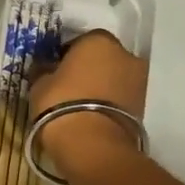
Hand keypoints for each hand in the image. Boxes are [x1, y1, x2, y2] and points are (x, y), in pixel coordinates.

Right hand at [28, 30, 148, 177]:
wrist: (92, 144)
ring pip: (114, 78)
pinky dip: (109, 102)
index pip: (80, 41)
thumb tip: (45, 68)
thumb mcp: (40, 85)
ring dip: (101, 86)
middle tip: (68, 86)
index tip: (55, 70)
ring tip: (80, 105)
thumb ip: (45, 71)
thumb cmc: (60, 103)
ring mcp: (138, 80)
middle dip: (88, 69)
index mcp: (98, 41)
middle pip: (103, 58)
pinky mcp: (143, 106)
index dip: (66, 55)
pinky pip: (121, 97)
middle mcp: (124, 54)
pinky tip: (91, 116)